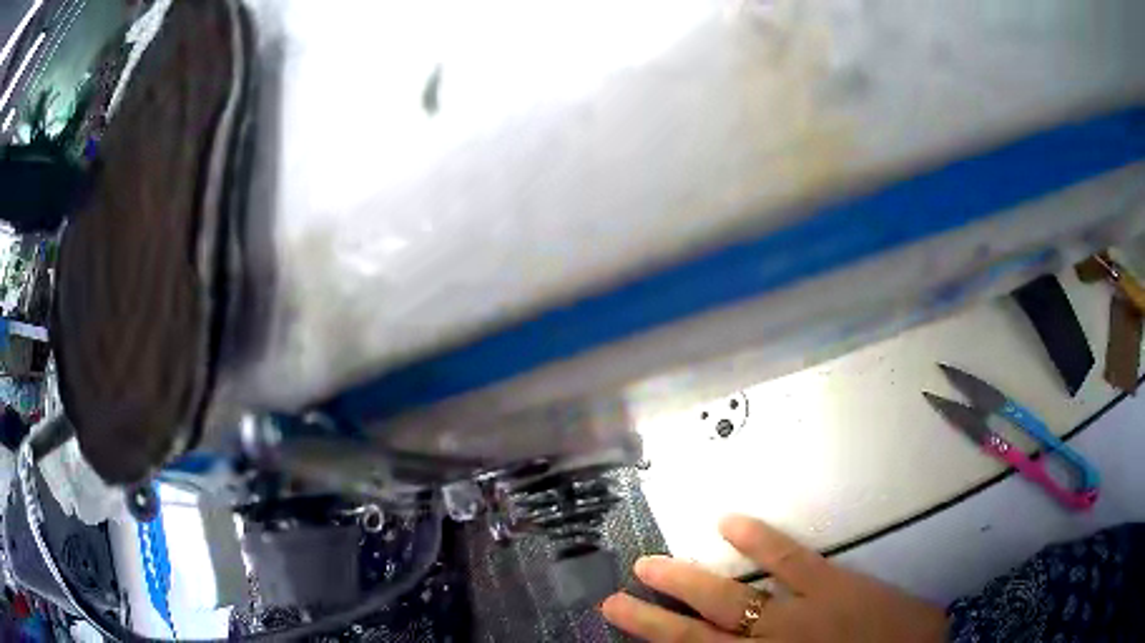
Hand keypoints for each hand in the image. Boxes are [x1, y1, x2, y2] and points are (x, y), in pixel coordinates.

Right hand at [600, 515, 947, 641]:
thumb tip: (740, 642)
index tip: (628, 628)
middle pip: (695, 636)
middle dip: (653, 620)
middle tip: (614, 599)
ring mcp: (797, 613)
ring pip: (729, 599)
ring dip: (686, 584)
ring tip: (647, 565)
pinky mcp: (831, 583)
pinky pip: (788, 560)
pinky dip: (758, 540)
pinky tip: (729, 520)